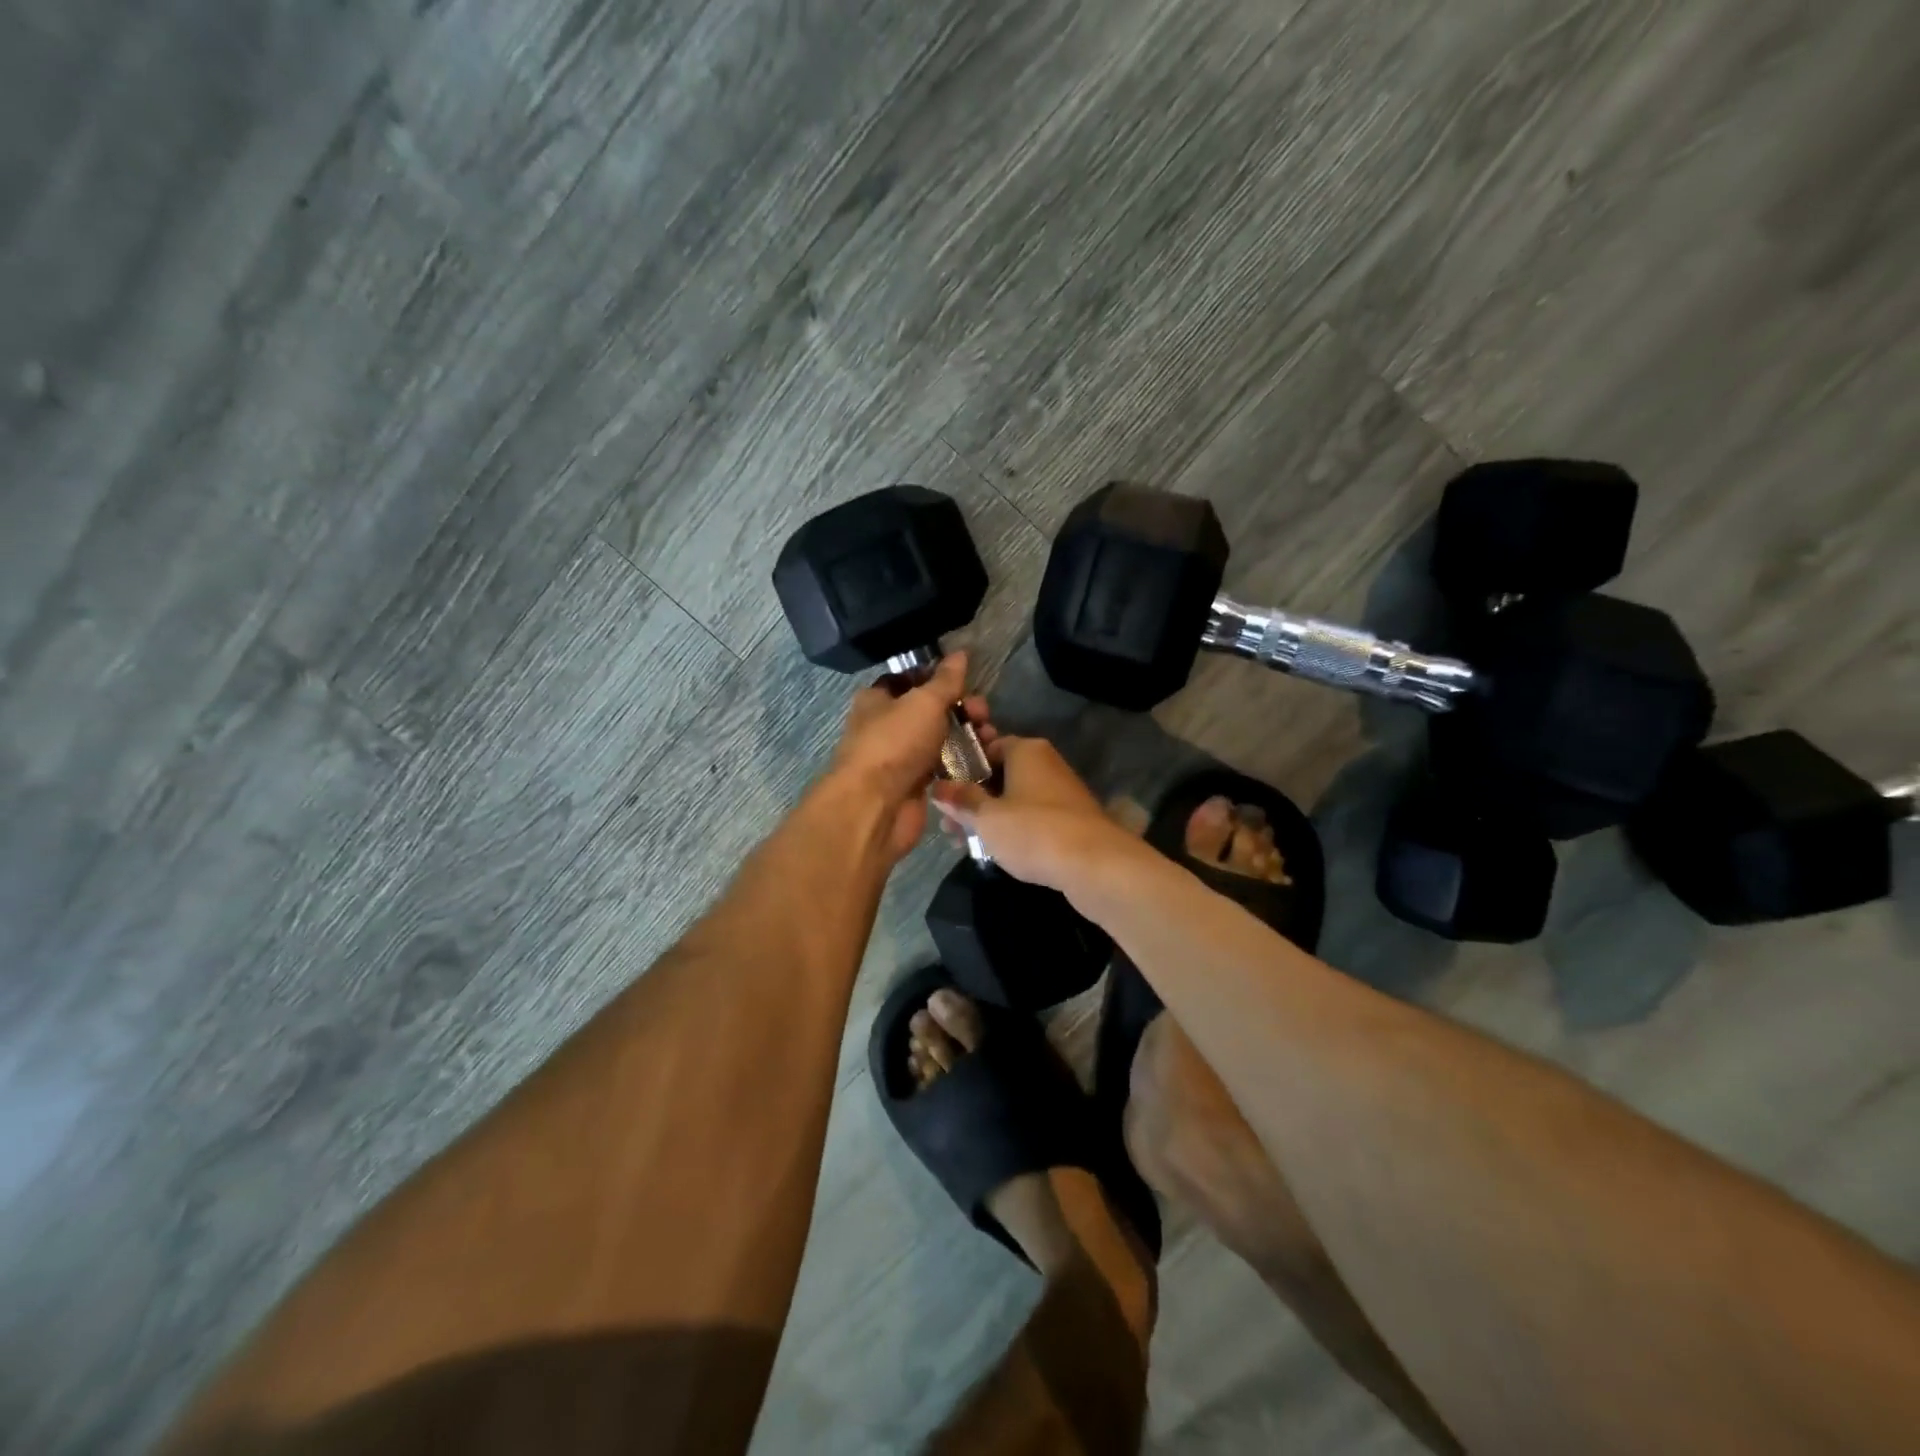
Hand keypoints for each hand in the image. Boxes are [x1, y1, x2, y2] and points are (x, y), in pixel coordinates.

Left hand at [828, 652, 990, 861]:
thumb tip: (960, 654)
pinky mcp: (914, 785)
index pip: (910, 679)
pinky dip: (961, 763)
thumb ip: (946, 680)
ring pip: (939, 739)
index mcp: (877, 700)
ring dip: (966, 736)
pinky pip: (942, 767)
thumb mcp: (924, 702)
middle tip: (983, 713)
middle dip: (961, 708)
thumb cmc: (894, 743)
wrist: (875, 808)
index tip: (967, 680)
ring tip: (990, 738)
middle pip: (930, 710)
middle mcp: (886, 726)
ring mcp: (900, 757)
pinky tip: (983, 760)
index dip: (938, 677)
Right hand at [929, 735, 1139, 892]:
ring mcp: (1061, 793)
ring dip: (989, 818)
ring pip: (1015, 799)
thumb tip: (937, 787)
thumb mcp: (987, 817)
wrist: (1095, 865)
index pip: (988, 746)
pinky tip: (995, 851)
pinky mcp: (1070, 821)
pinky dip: (1013, 830)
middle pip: (1000, 775)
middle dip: (972, 799)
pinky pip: (1032, 818)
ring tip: (962, 842)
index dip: (963, 765)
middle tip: (947, 824)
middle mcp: (1046, 764)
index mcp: (1026, 750)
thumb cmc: (1033, 830)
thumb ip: (961, 800)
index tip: (943, 789)